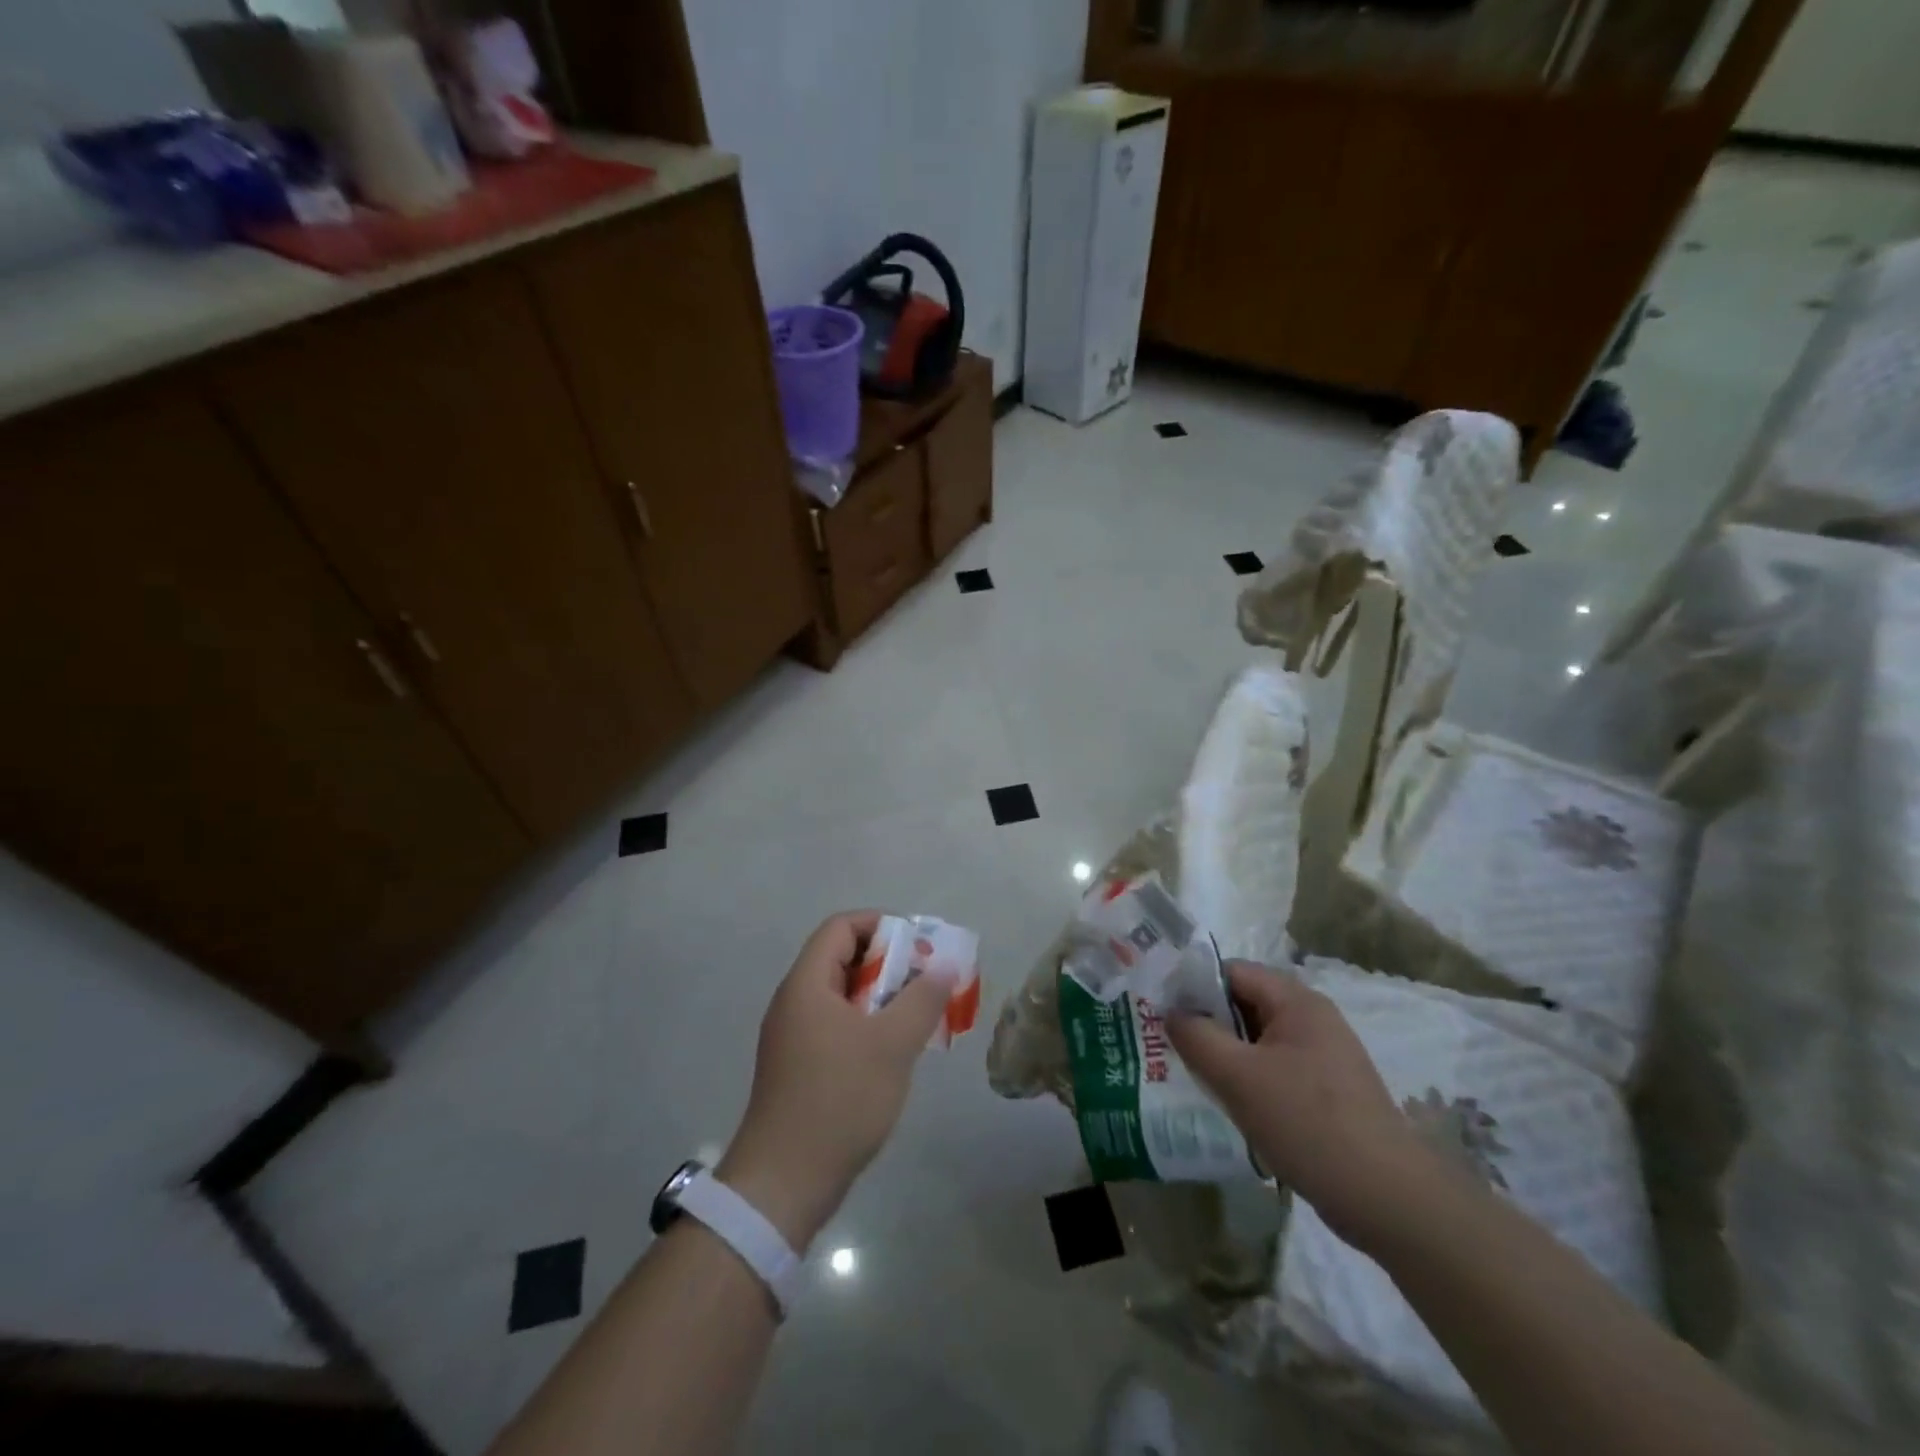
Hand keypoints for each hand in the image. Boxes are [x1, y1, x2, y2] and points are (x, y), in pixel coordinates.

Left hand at [717, 911, 949, 1249]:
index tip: (919, 947)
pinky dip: (868, 1026)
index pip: (842, 927)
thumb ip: (922, 999)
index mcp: (807, 984)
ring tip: (919, 1018)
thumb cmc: (839, 1100)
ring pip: (843, 996)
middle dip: (889, 964)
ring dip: (883, 998)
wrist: (784, 1183)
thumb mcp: (892, 1044)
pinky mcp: (798, 1068)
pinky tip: (895, 1053)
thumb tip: (943, 966)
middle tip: (926, 983)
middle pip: (842, 958)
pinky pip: (837, 1026)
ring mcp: (793, 1037)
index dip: (882, 925)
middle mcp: (794, 1002)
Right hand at [1168, 960, 1433, 1250]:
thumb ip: (1196, 1036)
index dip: (1193, 986)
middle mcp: (1313, 1019)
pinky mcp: (1327, 1093)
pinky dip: (1248, 1080)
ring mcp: (1324, 1057)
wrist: (1389, 1199)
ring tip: (1193, 1078)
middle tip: (1170, 1048)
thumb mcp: (1238, 1076)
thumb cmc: (1307, 1122)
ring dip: (1226, 1056)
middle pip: (1245, 1005)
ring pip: (1258, 1041)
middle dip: (1207, 1023)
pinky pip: (1275, 1071)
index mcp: (1296, 1001)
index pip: (1232, 972)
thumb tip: (1171, 1013)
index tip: (1161, 1013)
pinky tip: (1231, 1107)